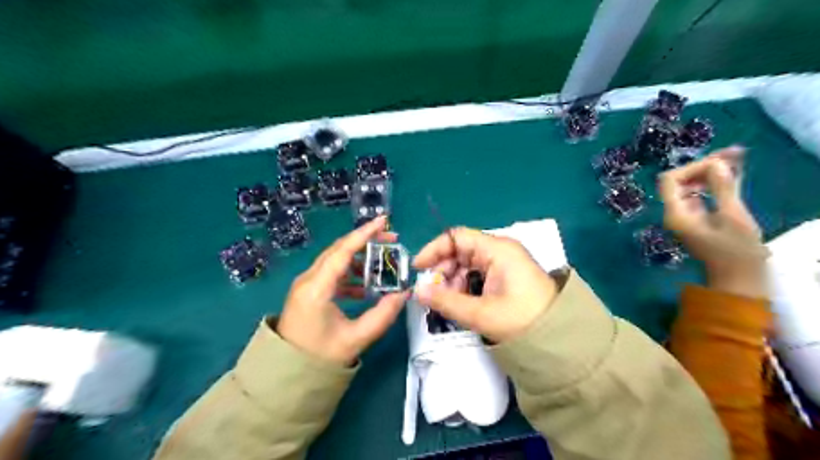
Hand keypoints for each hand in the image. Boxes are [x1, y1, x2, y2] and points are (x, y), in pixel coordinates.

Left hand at [279, 216, 409, 366]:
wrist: (286, 376)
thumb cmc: (318, 358)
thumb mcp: (356, 338)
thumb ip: (383, 315)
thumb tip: (404, 294)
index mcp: (316, 288)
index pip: (342, 252)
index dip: (364, 234)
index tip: (383, 221)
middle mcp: (308, 280)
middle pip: (338, 250)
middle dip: (365, 241)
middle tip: (390, 238)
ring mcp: (306, 285)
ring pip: (334, 261)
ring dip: (358, 258)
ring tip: (381, 261)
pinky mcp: (308, 293)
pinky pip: (331, 274)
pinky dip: (349, 275)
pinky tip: (364, 287)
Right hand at [409, 228, 557, 342]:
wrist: (560, 339)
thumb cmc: (522, 320)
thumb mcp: (481, 313)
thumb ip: (446, 301)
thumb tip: (417, 292)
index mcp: (497, 250)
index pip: (457, 237)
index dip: (434, 250)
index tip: (419, 268)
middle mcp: (499, 251)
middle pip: (460, 250)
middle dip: (443, 270)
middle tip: (434, 293)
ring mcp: (503, 263)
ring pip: (467, 264)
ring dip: (453, 280)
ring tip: (448, 302)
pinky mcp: (505, 276)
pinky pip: (477, 274)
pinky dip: (464, 286)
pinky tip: (461, 302)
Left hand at [659, 147, 769, 298]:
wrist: (738, 280)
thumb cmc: (736, 251)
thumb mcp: (732, 216)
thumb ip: (722, 188)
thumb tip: (715, 163)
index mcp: (675, 213)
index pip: (670, 180)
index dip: (693, 167)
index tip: (720, 161)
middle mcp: (674, 213)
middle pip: (679, 181)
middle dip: (703, 166)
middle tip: (735, 154)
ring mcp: (684, 217)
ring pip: (690, 187)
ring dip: (710, 173)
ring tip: (737, 160)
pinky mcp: (696, 220)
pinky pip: (699, 195)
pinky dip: (713, 184)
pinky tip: (732, 176)